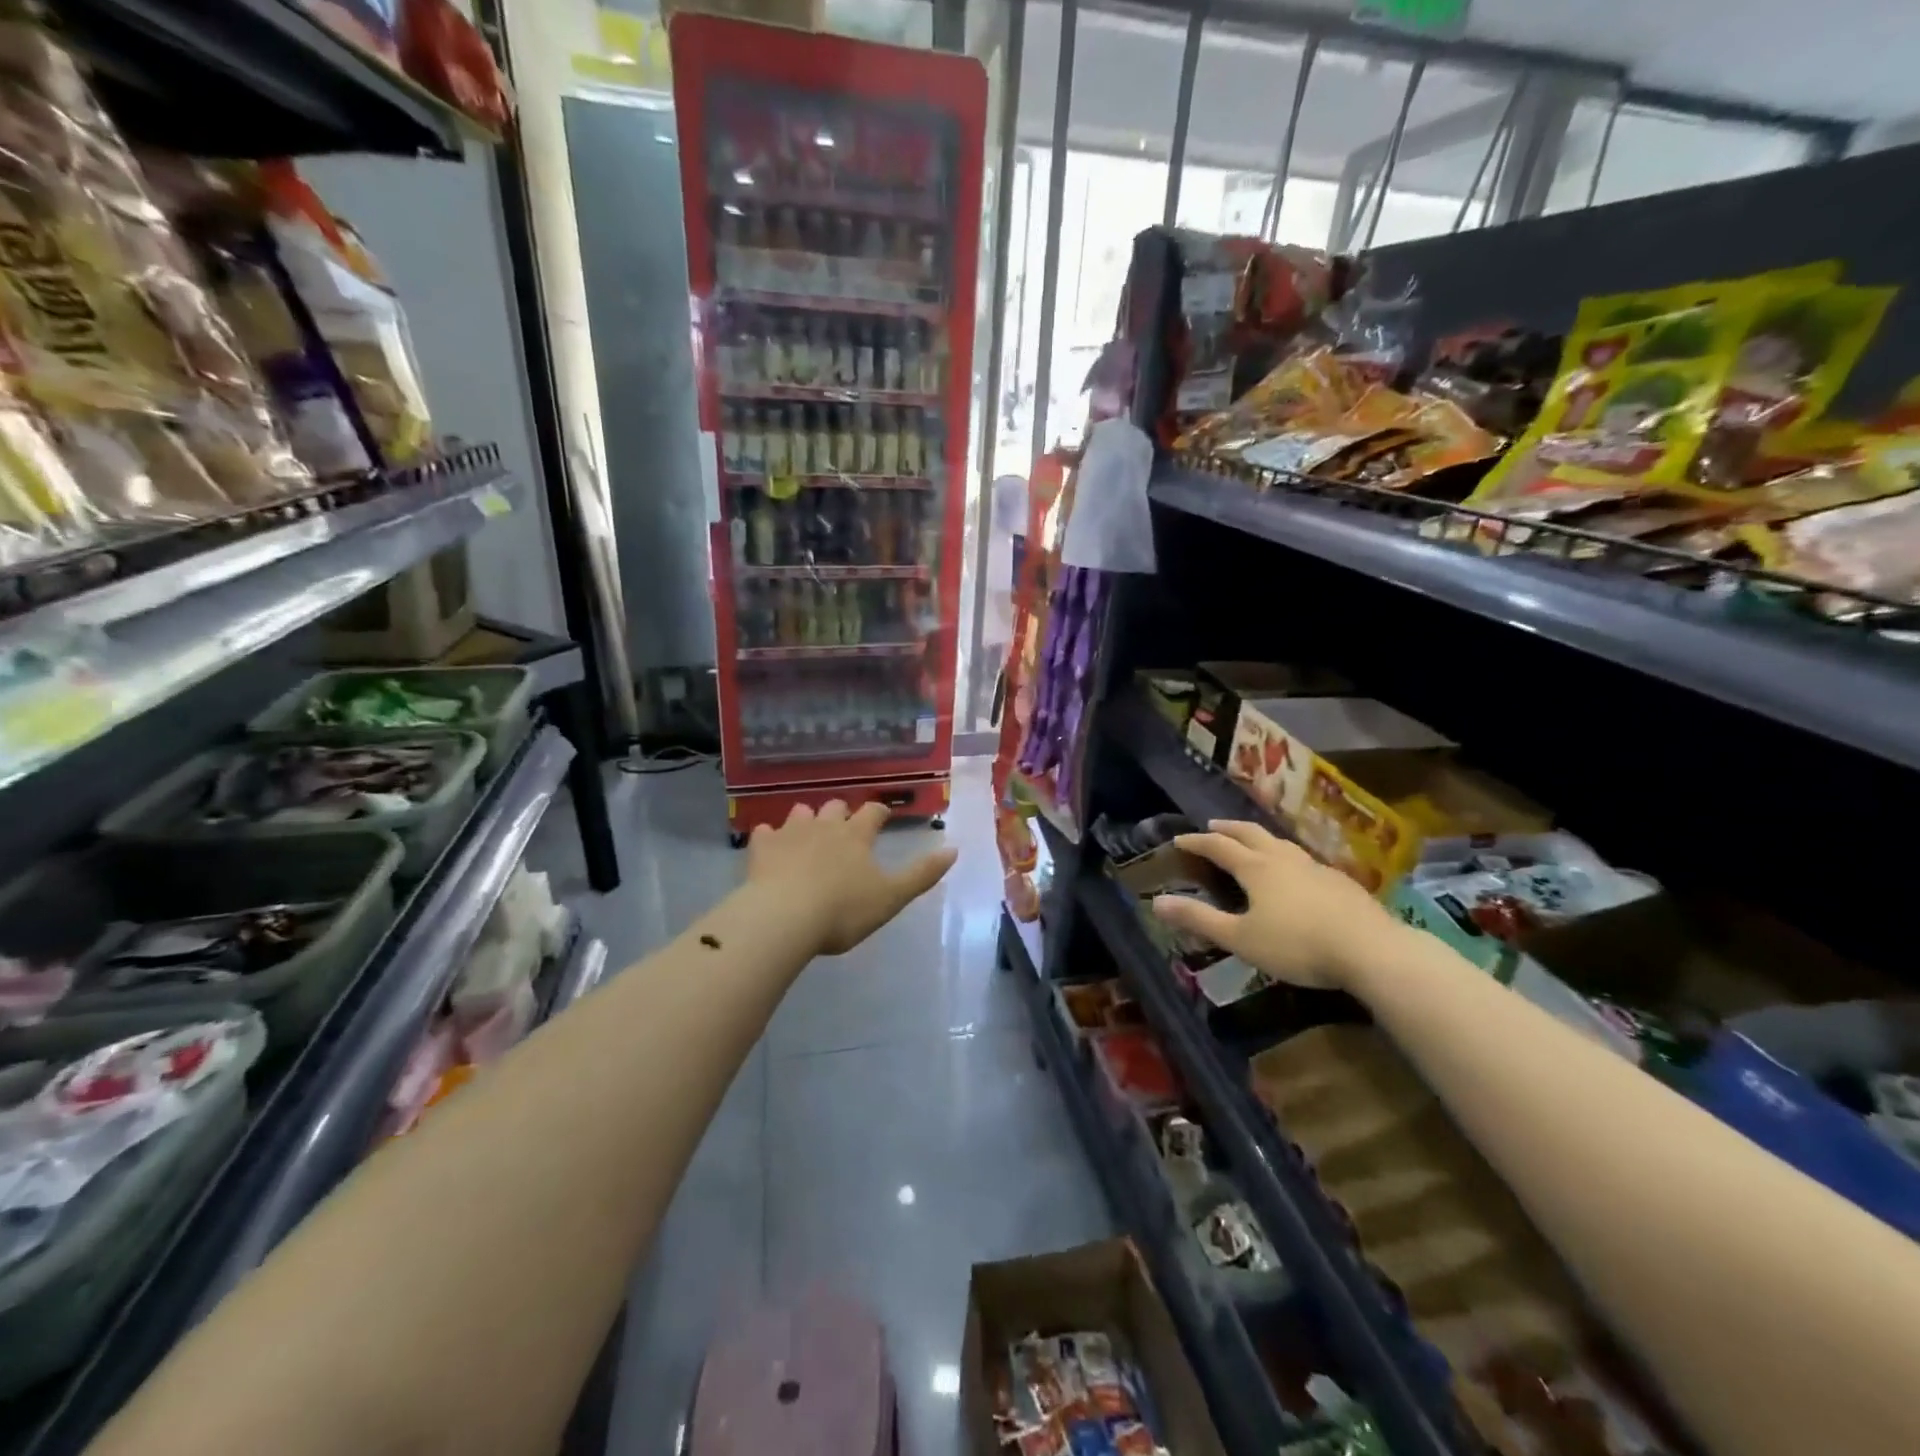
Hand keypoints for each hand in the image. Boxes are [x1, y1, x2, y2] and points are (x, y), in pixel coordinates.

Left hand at [749, 801, 956, 955]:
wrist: (784, 918)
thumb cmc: (843, 910)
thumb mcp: (891, 897)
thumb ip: (922, 874)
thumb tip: (954, 849)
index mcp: (856, 836)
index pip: (872, 812)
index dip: (879, 813)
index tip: (882, 817)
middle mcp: (824, 826)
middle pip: (835, 807)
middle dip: (842, 813)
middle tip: (845, 827)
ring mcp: (790, 834)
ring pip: (800, 813)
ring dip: (807, 819)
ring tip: (809, 833)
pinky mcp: (762, 848)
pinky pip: (765, 832)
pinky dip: (770, 836)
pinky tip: (770, 846)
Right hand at [1150, 820, 1390, 989]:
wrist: (1371, 950)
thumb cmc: (1297, 945)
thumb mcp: (1241, 938)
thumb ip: (1200, 919)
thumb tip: (1157, 902)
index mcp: (1256, 868)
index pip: (1219, 847)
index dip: (1196, 842)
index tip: (1179, 839)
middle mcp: (1283, 859)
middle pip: (1251, 834)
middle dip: (1228, 829)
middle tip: (1213, 826)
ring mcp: (1315, 867)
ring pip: (1280, 843)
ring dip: (1259, 838)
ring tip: (1253, 841)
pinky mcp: (1340, 882)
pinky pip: (1303, 859)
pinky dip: (1286, 856)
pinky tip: (1296, 872)